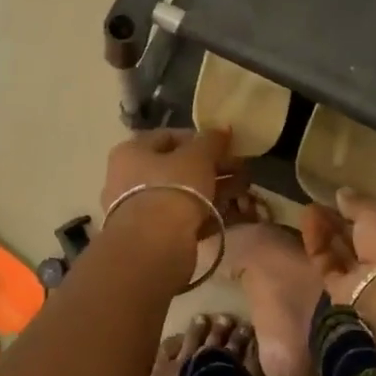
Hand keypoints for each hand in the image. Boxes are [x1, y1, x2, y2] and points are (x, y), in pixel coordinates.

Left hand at [100, 128, 241, 242]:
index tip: (226, 145)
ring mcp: (141, 210)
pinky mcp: (154, 236)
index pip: (168, 137)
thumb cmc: (172, 188)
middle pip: (178, 167)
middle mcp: (130, 178)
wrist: (154, 247)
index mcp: (132, 152)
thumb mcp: (197, 157)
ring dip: (216, 190)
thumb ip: (211, 140)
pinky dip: (208, 214)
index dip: (200, 139)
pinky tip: (234, 213)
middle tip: (241, 169)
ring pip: (184, 194)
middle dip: (213, 167)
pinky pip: (185, 218)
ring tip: (245, 190)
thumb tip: (222, 129)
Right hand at [301, 189, 375, 307]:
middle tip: (318, 202)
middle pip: (358, 236)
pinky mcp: (343, 292)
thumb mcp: (375, 211)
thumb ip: (356, 202)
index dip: (361, 207)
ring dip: (325, 229)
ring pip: (341, 251)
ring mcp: (365, 276)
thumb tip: (342, 193)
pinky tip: (307, 224)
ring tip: (308, 209)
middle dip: (338, 219)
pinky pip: (328, 265)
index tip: (341, 196)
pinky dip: (317, 245)